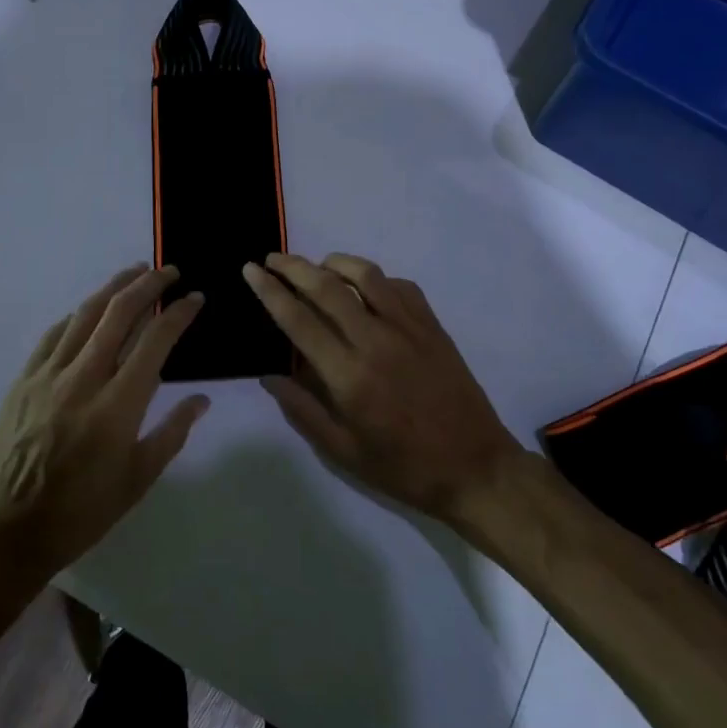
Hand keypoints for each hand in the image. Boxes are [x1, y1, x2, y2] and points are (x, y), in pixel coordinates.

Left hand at [0, 264, 209, 587]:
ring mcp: (48, 376)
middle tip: (169, 270)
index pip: (155, 341)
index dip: (179, 313)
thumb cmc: (82, 511)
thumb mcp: (138, 479)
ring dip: (113, 288)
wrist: (9, 531)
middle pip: (119, 313)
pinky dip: (77, 315)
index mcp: (118, 406)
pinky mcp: (23, 380)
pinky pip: (53, 335)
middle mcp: (83, 379)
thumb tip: (201, 399)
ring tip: (135, 272)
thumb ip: (172, 432)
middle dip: (148, 284)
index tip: (195, 298)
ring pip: (84, 315)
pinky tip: (88, 311)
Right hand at [242, 253, 526, 525]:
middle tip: (271, 259)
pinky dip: (374, 278)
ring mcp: (409, 329)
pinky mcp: (432, 326)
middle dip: (293, 266)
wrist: (476, 468)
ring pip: (365, 274)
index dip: (270, 291)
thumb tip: (268, 376)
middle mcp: (376, 341)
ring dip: (334, 262)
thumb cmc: (404, 467)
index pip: (299, 320)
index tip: (250, 270)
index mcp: (349, 376)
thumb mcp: (344, 452)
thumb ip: (302, 411)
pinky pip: (399, 286)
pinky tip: (364, 288)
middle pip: (327, 286)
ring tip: (316, 266)